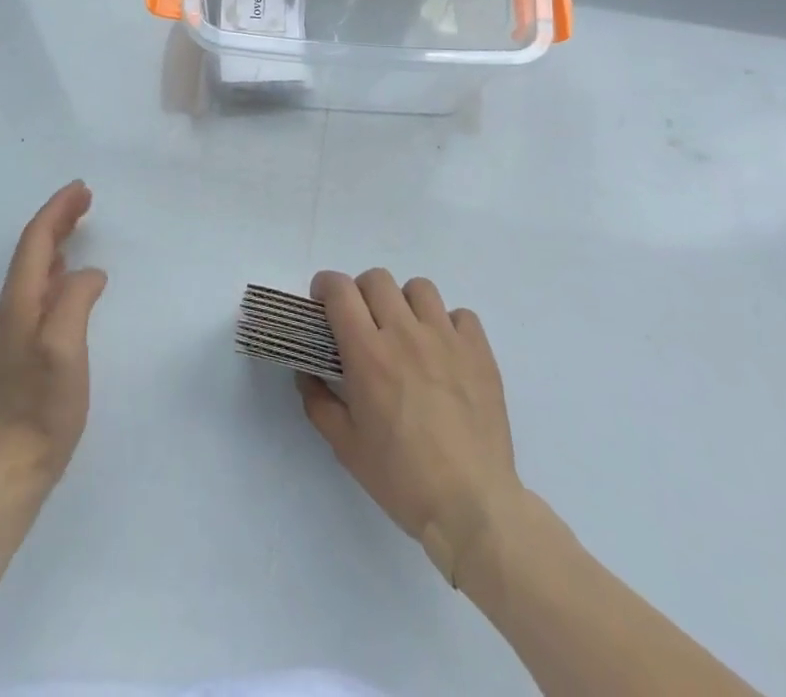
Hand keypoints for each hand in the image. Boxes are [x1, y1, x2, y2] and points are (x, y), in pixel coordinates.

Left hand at [0, 181, 107, 482]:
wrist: (13, 464)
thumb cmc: (43, 405)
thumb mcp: (65, 347)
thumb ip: (76, 300)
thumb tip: (89, 274)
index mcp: (19, 301)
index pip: (36, 240)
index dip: (57, 210)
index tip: (82, 189)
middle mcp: (12, 307)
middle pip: (33, 249)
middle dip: (57, 218)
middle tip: (86, 198)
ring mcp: (15, 327)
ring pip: (35, 267)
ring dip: (56, 239)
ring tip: (79, 224)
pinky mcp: (23, 345)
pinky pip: (39, 287)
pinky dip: (56, 266)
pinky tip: (68, 273)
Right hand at [298, 268, 525, 586]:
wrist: (472, 507)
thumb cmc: (402, 479)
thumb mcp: (346, 447)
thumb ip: (318, 402)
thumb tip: (306, 371)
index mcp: (368, 354)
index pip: (340, 291)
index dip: (325, 287)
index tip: (322, 302)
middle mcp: (405, 334)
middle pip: (377, 279)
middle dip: (361, 293)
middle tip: (362, 321)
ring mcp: (447, 339)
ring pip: (419, 288)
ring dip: (404, 303)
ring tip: (405, 332)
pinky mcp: (479, 352)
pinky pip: (460, 315)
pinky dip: (448, 324)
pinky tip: (444, 351)